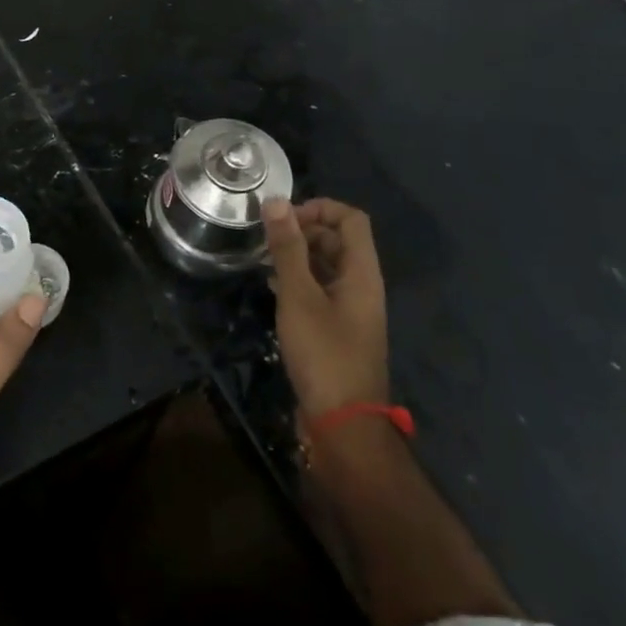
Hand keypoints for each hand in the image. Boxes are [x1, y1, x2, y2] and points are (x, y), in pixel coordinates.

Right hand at [265, 197, 388, 419]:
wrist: (343, 424)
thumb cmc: (324, 353)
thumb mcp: (299, 296)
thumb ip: (287, 248)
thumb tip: (275, 201)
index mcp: (362, 273)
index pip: (351, 219)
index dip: (319, 208)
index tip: (283, 218)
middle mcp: (361, 286)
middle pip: (338, 240)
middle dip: (303, 230)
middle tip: (266, 237)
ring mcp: (350, 309)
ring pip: (326, 265)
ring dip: (297, 255)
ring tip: (263, 257)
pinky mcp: (336, 329)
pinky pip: (319, 289)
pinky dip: (297, 279)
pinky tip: (271, 285)